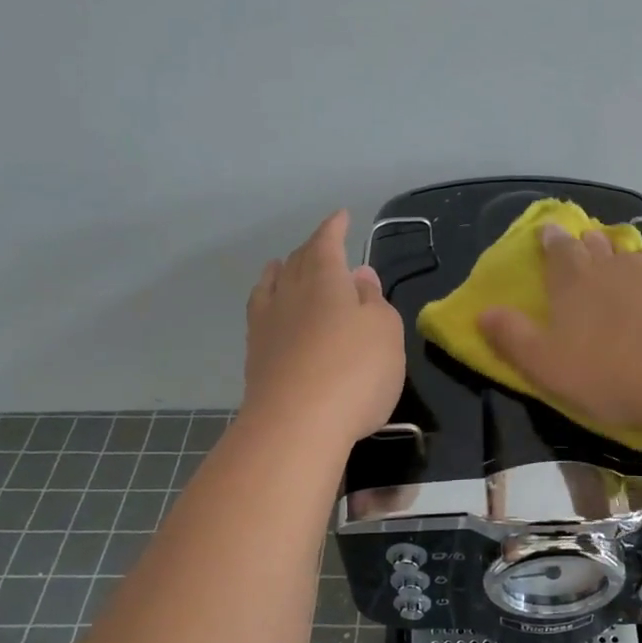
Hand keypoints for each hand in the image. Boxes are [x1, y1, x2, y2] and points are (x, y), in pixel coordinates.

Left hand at [242, 211, 404, 445]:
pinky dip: (268, 302)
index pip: (327, 242)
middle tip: (324, 245)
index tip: (342, 216)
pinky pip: (261, 314)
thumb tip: (358, 275)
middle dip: (312, 249)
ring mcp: (268, 325)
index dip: (335, 228)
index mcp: (325, 279)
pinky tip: (272, 312)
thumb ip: (373, 300)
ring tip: (284, 266)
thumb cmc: (355, 371)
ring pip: (273, 285)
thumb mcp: (385, 331)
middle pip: (298, 261)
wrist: (297, 426)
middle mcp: (291, 293)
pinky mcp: (257, 356)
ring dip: (282, 271)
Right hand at [479, 225, 641, 437]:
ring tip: (619, 262)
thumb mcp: (545, 364)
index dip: (551, 239)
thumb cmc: (607, 373)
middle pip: (595, 245)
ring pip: (630, 253)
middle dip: (585, 243)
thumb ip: (511, 337)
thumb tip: (482, 313)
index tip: (548, 232)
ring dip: (620, 254)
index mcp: (573, 279)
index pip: (557, 249)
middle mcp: (611, 265)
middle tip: (583, 245)